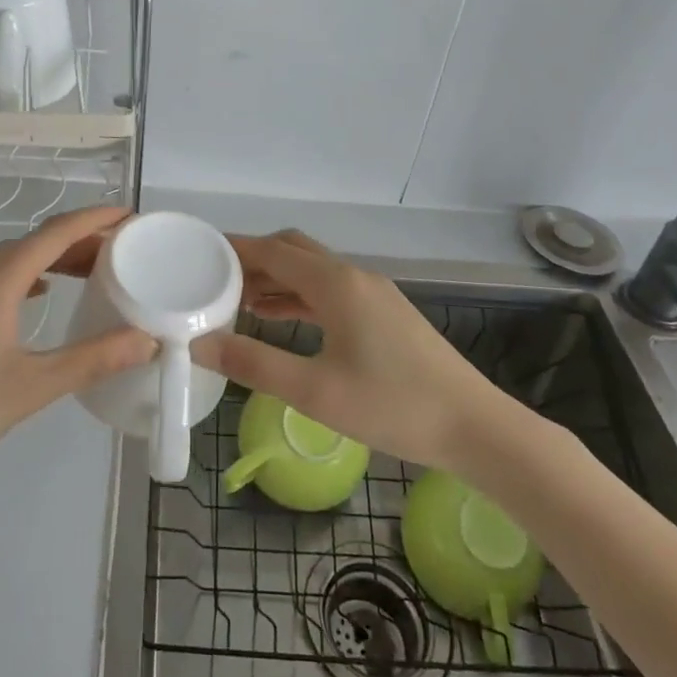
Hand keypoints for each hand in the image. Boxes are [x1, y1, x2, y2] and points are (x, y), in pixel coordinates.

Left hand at [0, 205, 156, 493]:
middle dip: (80, 240)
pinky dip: (25, 275)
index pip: (56, 232)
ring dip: (52, 258)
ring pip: (12, 256)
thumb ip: (92, 359)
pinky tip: (38, 295)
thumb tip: (146, 340)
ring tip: (90, 272)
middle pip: (35, 240)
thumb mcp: (30, 387)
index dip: (96, 218)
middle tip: (122, 251)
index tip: (130, 215)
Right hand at [194, 229, 510, 467]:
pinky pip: (330, 291)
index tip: (200, 254)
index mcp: (336, 284)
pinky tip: (282, 318)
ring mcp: (373, 293)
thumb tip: (200, 344)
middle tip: (215, 282)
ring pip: (313, 271)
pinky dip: (300, 297)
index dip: (235, 249)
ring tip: (238, 302)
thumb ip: (254, 365)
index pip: (273, 251)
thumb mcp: (315, 392)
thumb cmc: (393, 406)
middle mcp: (354, 276)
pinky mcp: (385, 314)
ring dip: (276, 280)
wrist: (476, 427)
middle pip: (293, 252)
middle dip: (254, 261)